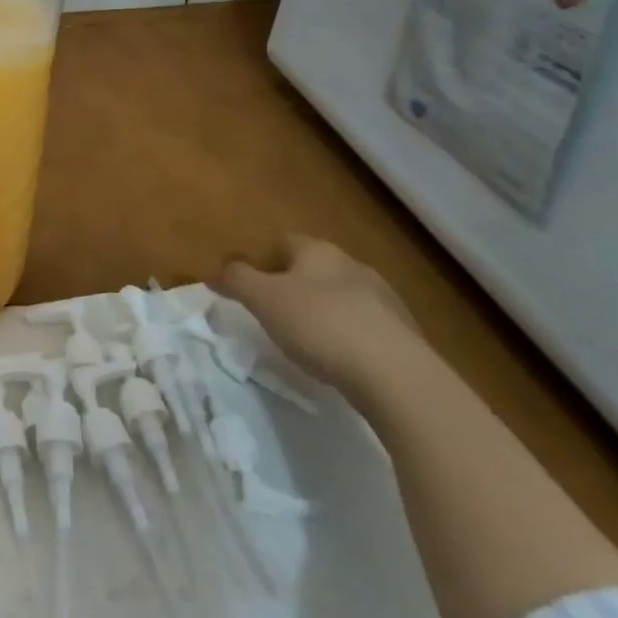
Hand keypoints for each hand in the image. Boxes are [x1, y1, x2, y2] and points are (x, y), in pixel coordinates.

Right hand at [213, 236, 419, 396]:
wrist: (396, 375)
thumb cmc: (319, 325)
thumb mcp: (263, 300)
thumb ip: (236, 281)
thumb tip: (213, 272)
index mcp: (318, 251)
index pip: (284, 243)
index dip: (263, 261)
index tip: (250, 287)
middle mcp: (353, 265)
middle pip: (314, 269)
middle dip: (294, 286)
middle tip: (273, 314)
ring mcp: (384, 299)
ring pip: (342, 296)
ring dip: (323, 311)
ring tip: (306, 341)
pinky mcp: (404, 334)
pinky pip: (365, 326)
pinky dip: (348, 336)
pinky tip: (339, 360)